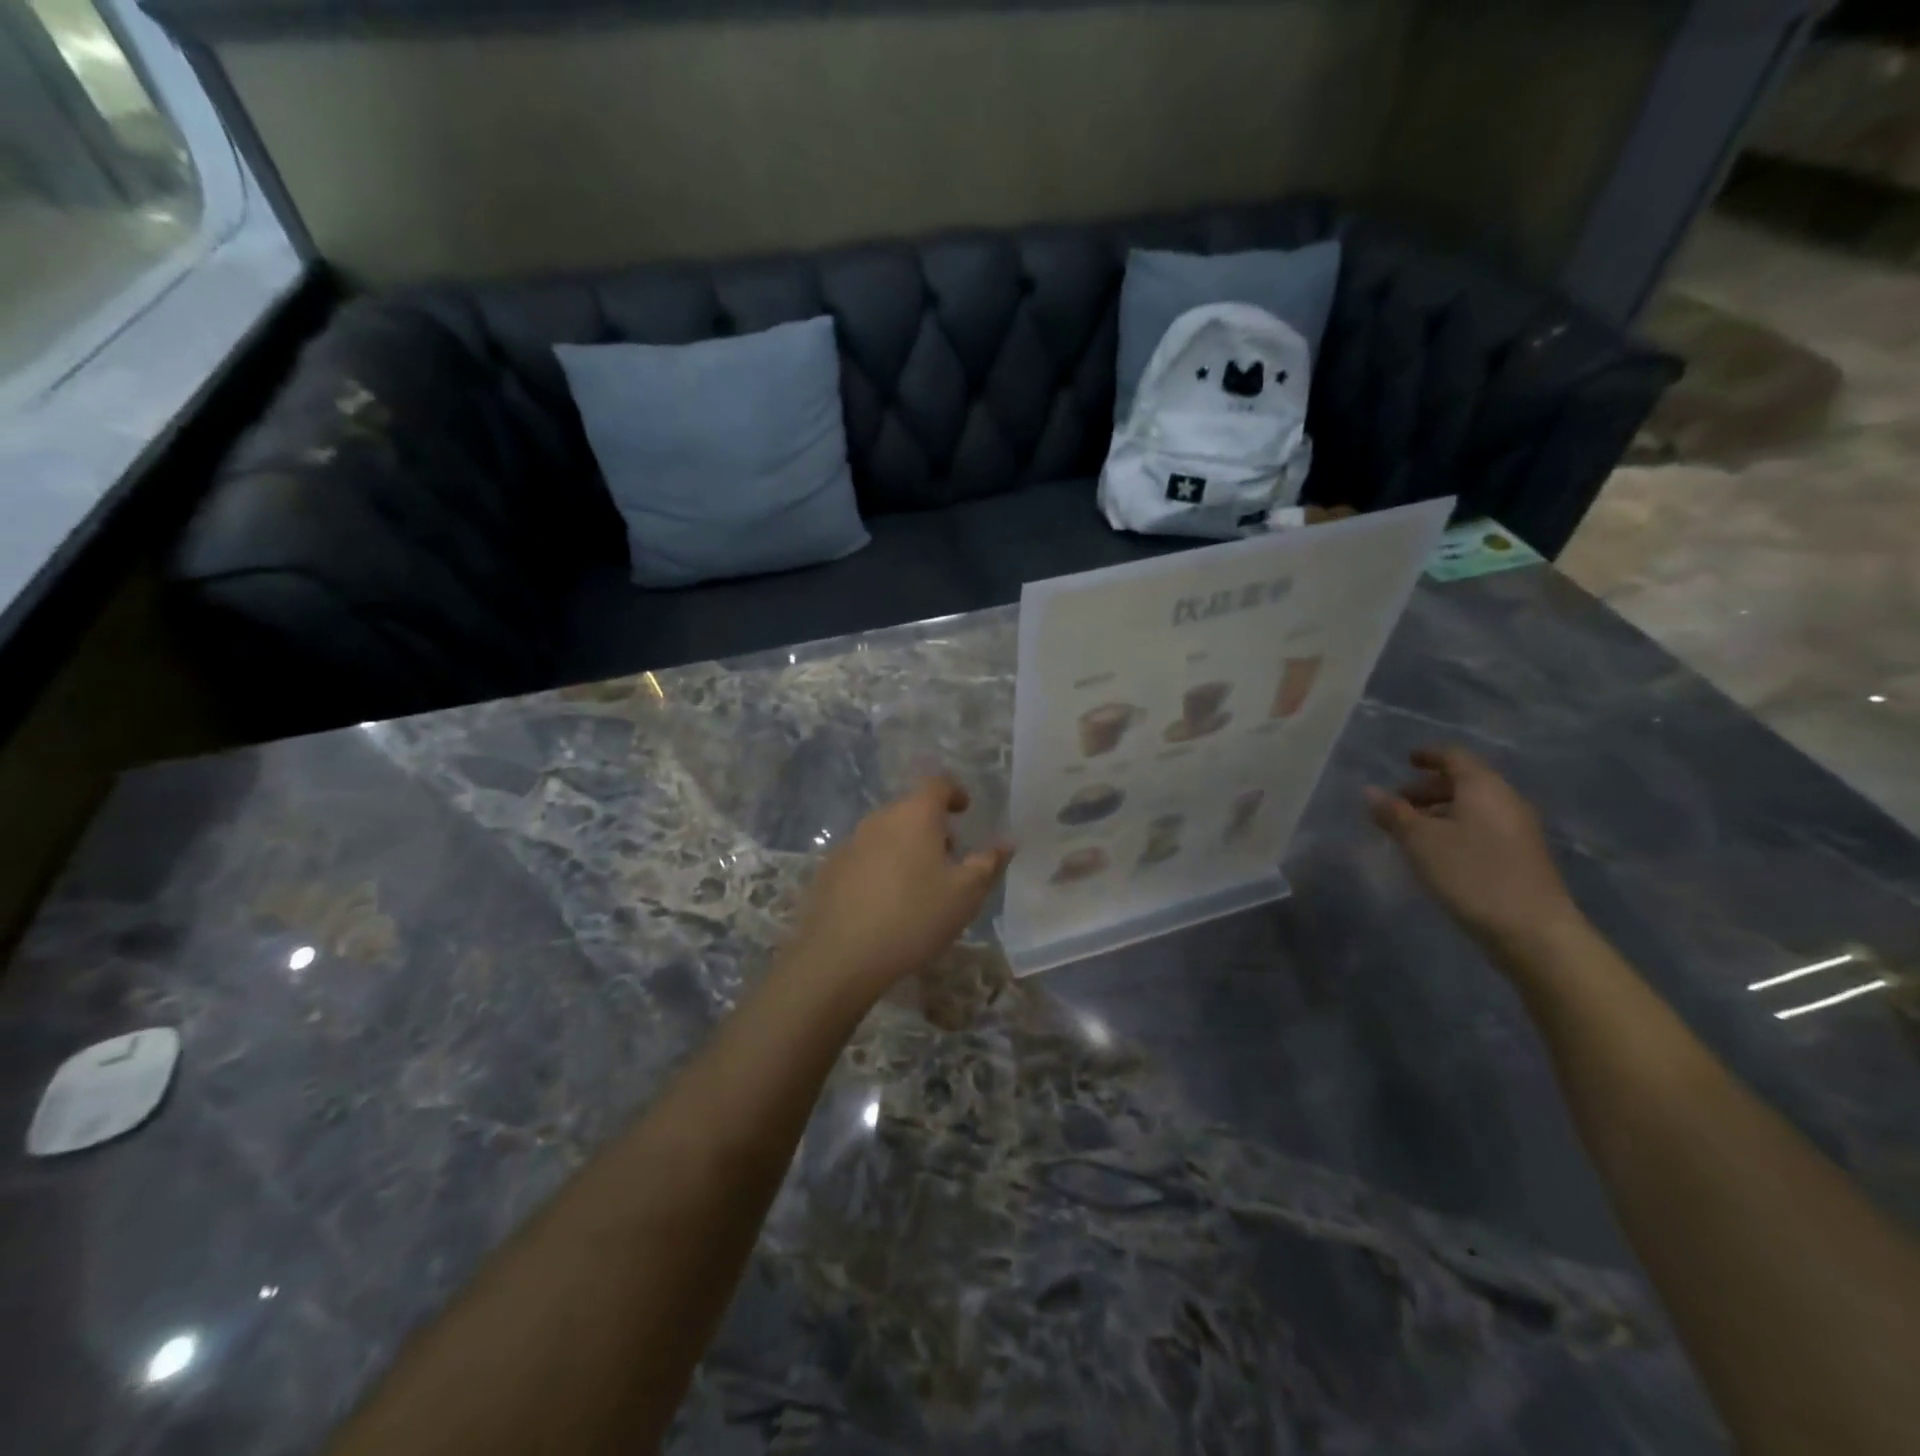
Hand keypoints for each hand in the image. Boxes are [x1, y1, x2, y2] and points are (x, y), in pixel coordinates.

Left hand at [783, 776, 1012, 1005]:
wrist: (840, 955)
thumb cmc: (914, 917)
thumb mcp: (965, 895)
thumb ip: (988, 864)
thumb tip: (1006, 843)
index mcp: (914, 815)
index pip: (936, 784)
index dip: (954, 792)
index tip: (964, 810)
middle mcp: (879, 819)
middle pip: (909, 809)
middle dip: (931, 825)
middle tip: (947, 856)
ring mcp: (849, 843)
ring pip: (885, 833)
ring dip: (904, 847)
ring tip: (918, 883)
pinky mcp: (829, 869)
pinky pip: (863, 857)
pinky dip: (880, 867)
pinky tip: (884, 902)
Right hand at [1365, 746, 1580, 954]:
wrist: (1532, 930)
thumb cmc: (1471, 873)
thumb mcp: (1420, 841)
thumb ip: (1394, 813)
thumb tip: (1370, 790)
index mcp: (1484, 787)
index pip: (1454, 757)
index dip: (1429, 755)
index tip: (1406, 760)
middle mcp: (1505, 801)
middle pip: (1464, 782)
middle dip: (1428, 788)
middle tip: (1397, 802)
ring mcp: (1517, 830)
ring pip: (1472, 808)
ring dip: (1440, 811)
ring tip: (1410, 830)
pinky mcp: (1520, 856)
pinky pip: (1481, 828)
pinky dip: (1455, 829)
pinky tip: (1436, 852)